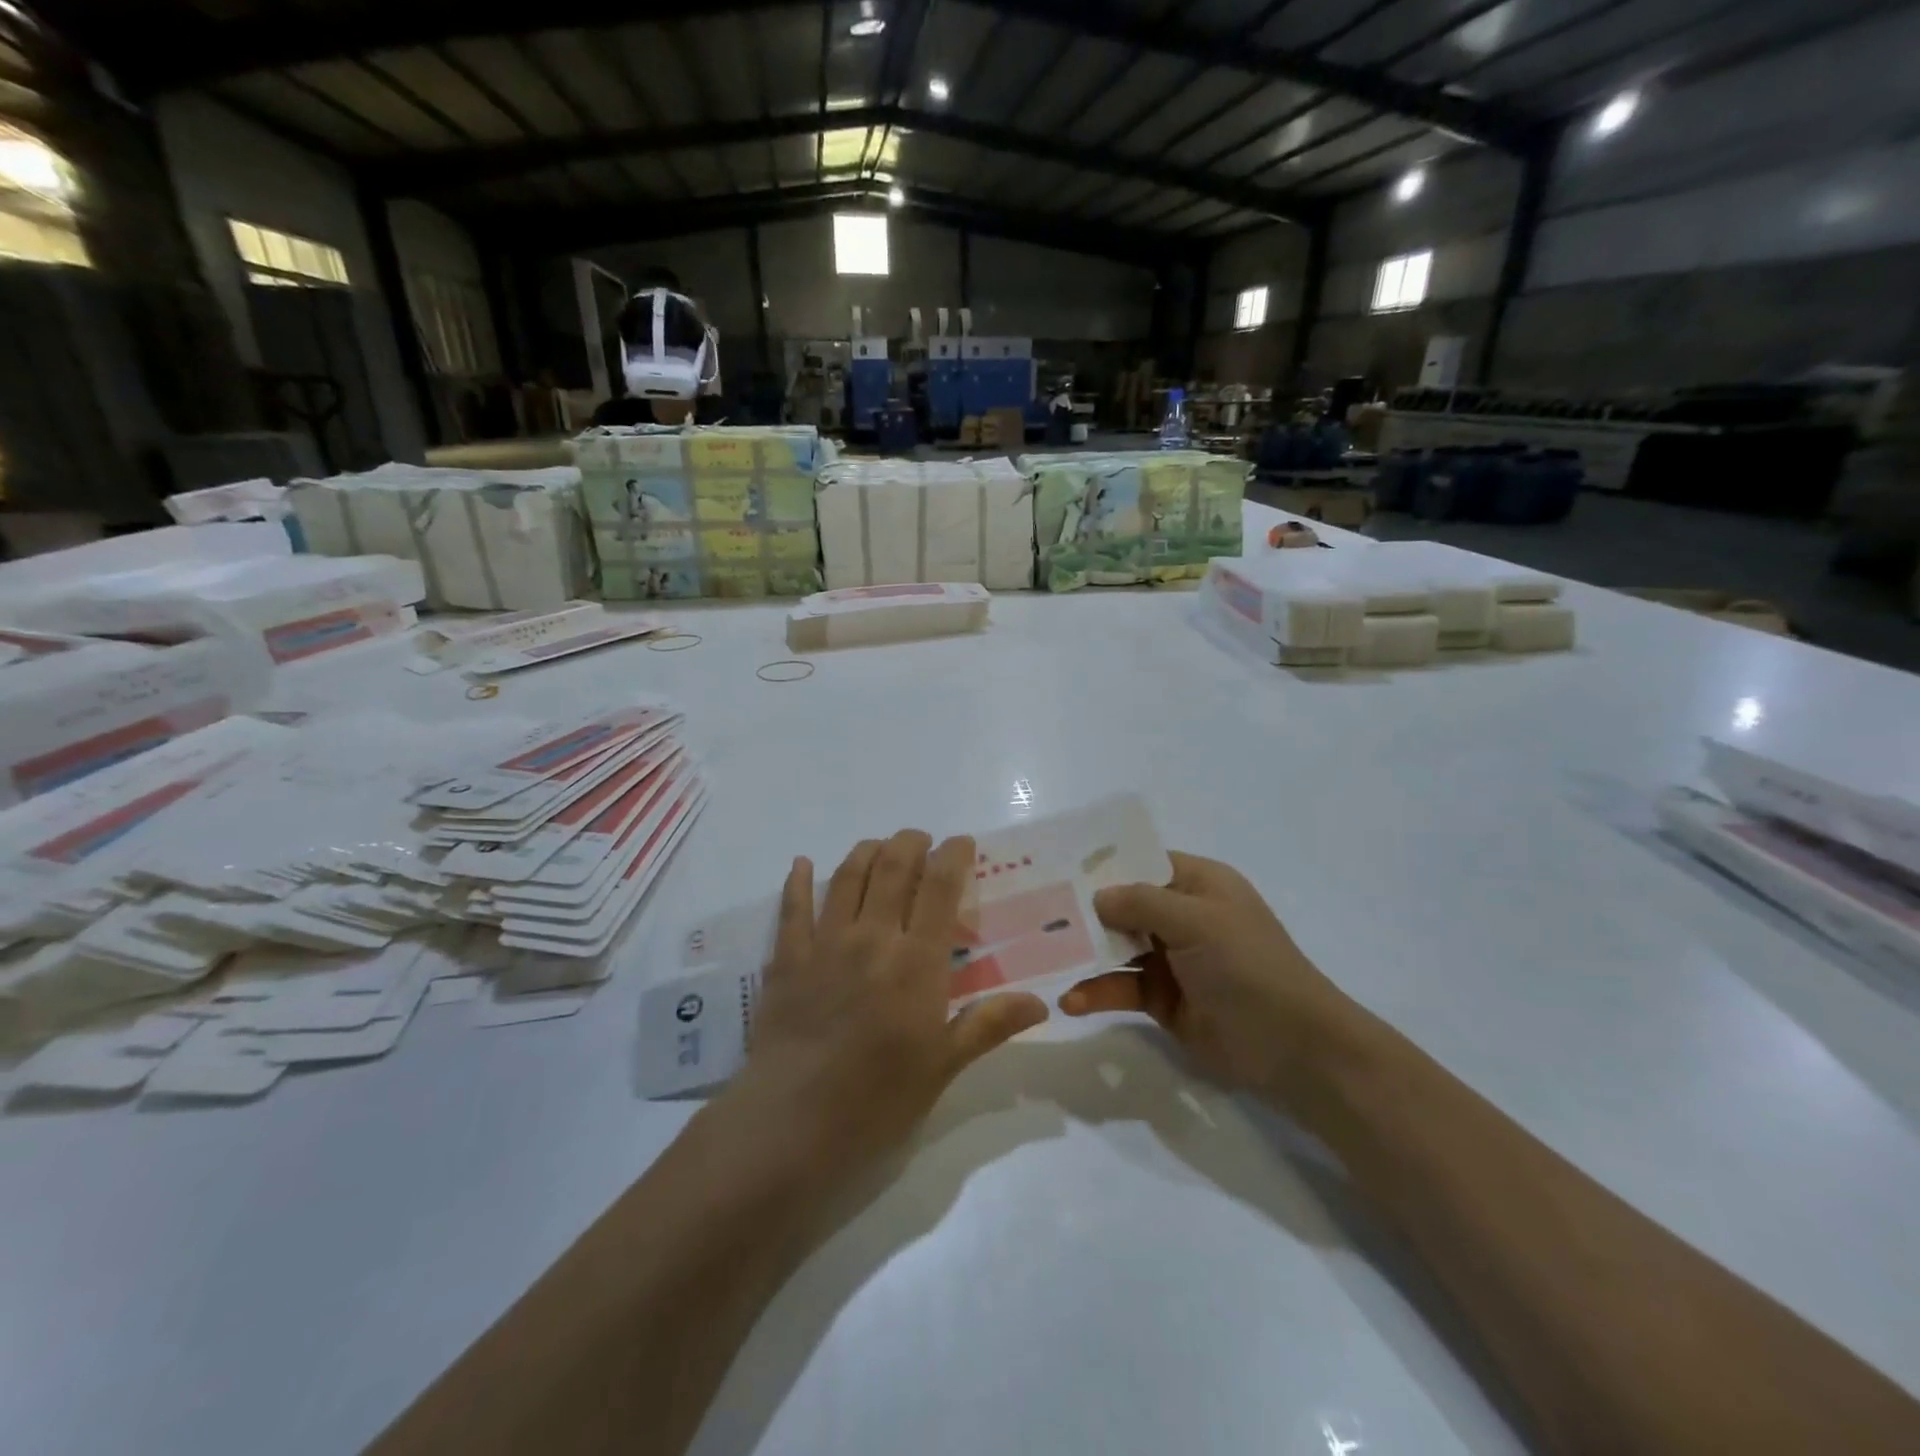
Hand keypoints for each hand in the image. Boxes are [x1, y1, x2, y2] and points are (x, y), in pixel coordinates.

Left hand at [730, 830, 1048, 1184]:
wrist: (793, 1124)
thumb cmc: (877, 1099)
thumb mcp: (942, 1066)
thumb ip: (988, 1025)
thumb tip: (1041, 1003)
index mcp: (916, 962)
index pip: (940, 889)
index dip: (953, 856)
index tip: (961, 843)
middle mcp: (872, 938)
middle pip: (893, 869)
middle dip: (910, 843)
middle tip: (921, 840)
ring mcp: (824, 944)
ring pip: (847, 877)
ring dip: (866, 852)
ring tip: (879, 846)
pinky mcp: (787, 959)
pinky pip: (792, 908)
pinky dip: (797, 880)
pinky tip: (801, 863)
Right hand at [1060, 851, 1356, 1101]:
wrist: (1293, 1048)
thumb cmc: (1248, 966)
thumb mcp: (1197, 922)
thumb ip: (1142, 903)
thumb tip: (1096, 896)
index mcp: (1197, 883)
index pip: (1141, 861)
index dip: (1103, 863)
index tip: (1055, 865)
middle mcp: (1181, 916)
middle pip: (1122, 904)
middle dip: (1083, 909)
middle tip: (1034, 911)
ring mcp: (1170, 959)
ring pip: (1115, 947)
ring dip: (1084, 952)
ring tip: (1042, 956)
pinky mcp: (1162, 999)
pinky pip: (1120, 987)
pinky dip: (1096, 991)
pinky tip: (1071, 1001)